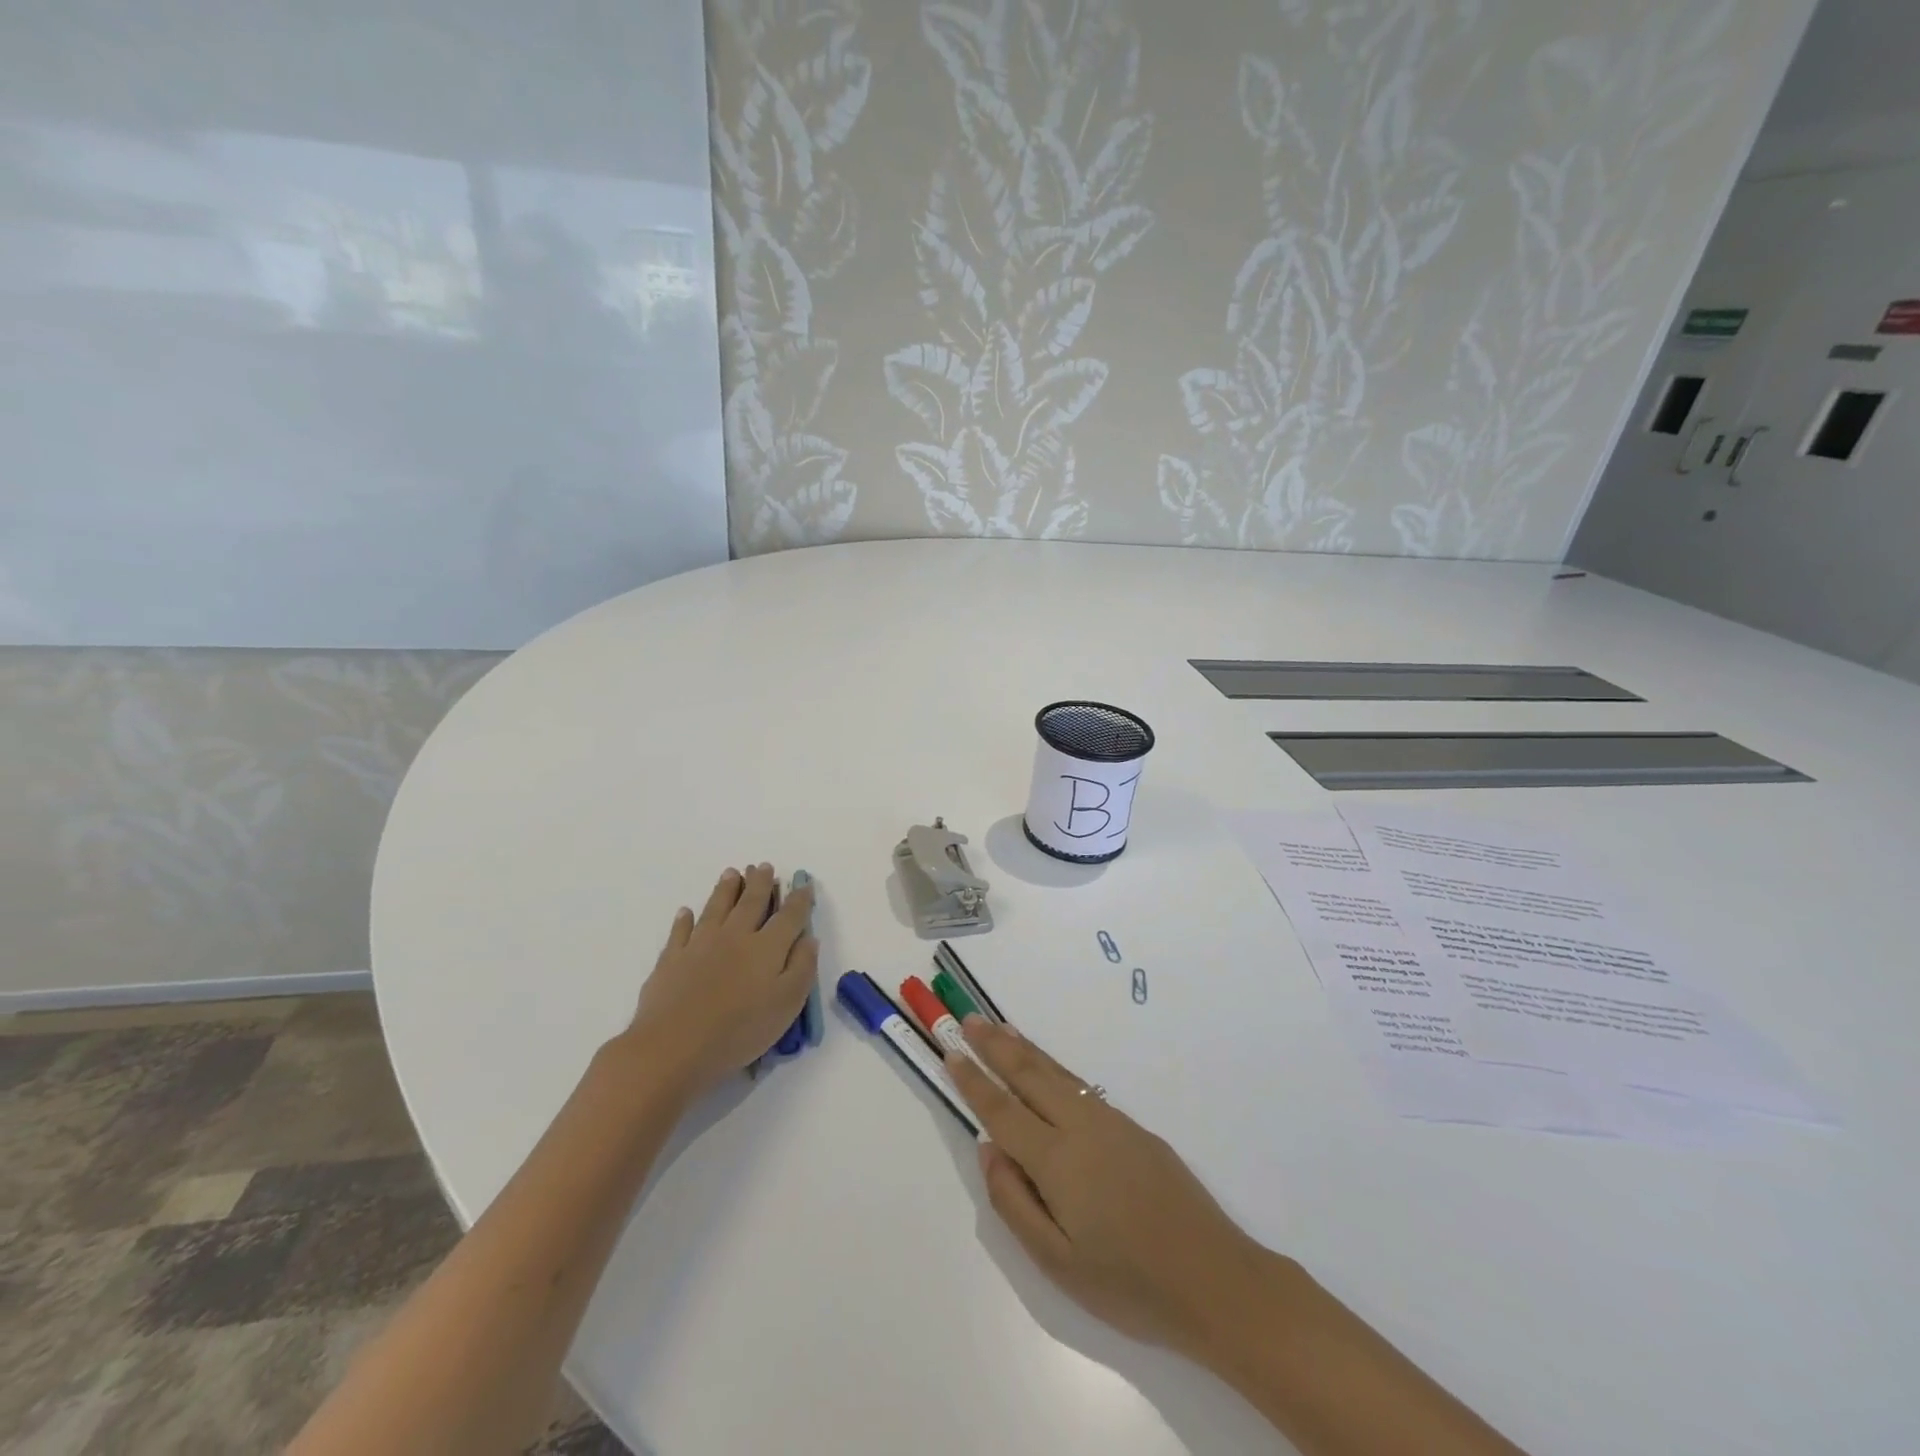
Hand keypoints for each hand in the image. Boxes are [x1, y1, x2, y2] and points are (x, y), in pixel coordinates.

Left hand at [625, 865, 817, 1094]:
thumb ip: (802, 967)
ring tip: (731, 873)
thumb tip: (808, 938)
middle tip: (763, 866)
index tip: (804, 884)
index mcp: (767, 947)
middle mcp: (735, 936)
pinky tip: (686, 911)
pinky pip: (680, 931)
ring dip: (726, 889)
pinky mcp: (671, 959)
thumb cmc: (739, 1030)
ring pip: (716, 908)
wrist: (674, 1045)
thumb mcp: (787, 1004)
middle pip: (751, 902)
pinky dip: (684, 919)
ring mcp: (700, 944)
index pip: (789, 916)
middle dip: (760, 883)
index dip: (799, 900)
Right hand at [947, 1017, 1278, 1358]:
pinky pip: (1082, 1086)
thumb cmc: (1129, 1284)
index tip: (951, 1054)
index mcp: (1057, 1160)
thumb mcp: (1057, 1263)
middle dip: (996, 1046)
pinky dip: (1055, 1068)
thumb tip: (988, 1149)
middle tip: (969, 1021)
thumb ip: (1014, 1202)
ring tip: (1001, 1029)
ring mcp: (1112, 1122)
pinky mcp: (1135, 1128)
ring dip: (1026, 1049)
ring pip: (1058, 1074)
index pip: (1002, 1110)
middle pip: (1029, 1075)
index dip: (974, 1081)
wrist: (1215, 1279)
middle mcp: (1081, 1127)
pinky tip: (1049, 1069)